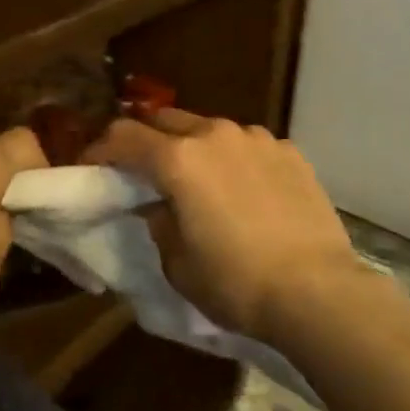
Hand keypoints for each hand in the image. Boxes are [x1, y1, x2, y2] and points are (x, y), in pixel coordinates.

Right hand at [86, 109, 356, 341]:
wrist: (316, 290)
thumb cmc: (235, 282)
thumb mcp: (178, 263)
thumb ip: (159, 223)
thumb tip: (157, 205)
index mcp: (178, 159)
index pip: (124, 136)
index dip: (101, 148)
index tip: (93, 165)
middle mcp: (216, 134)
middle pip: (166, 120)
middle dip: (149, 140)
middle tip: (145, 170)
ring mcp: (257, 138)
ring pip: (212, 130)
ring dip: (196, 148)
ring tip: (202, 181)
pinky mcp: (290, 151)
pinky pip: (249, 146)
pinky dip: (236, 160)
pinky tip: (247, 191)